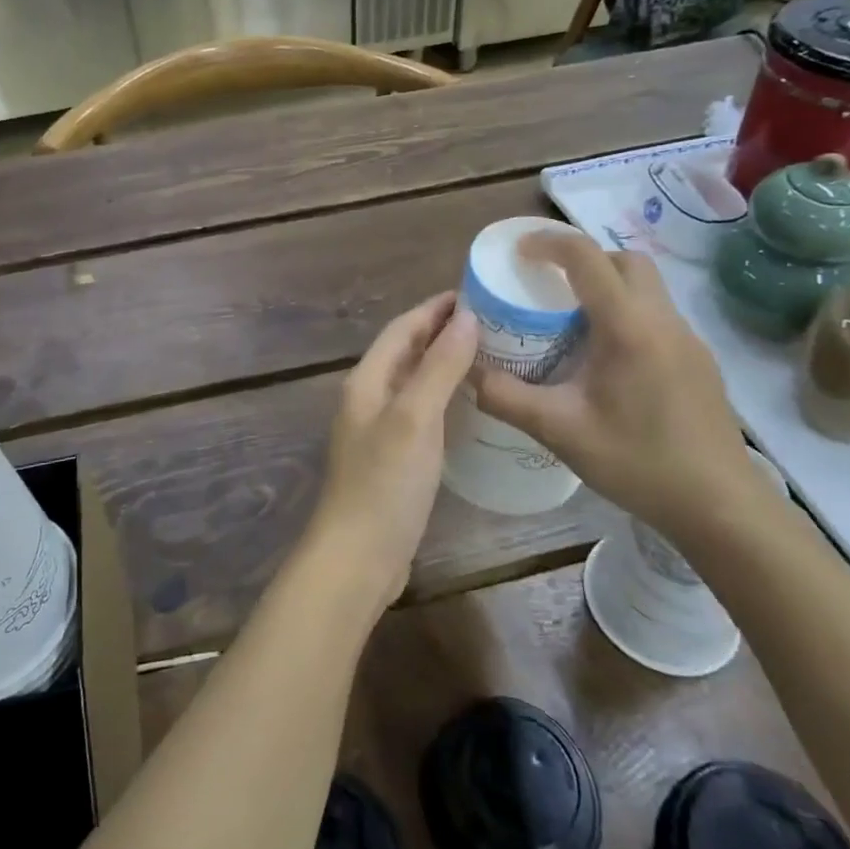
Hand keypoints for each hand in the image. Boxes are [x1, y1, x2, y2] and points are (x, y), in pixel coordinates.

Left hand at [304, 293, 478, 617]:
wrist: (358, 556)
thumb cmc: (385, 482)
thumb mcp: (415, 418)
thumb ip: (440, 367)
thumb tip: (466, 317)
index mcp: (367, 380)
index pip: (402, 328)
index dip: (434, 308)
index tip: (475, 292)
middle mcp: (369, 397)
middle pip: (407, 351)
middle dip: (442, 331)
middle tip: (492, 320)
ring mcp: (380, 428)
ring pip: (414, 380)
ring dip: (445, 362)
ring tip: (489, 353)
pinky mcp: (393, 456)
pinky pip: (421, 410)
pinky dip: (444, 395)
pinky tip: (470, 403)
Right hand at [473, 229, 766, 544]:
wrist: (721, 507)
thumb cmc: (639, 463)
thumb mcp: (560, 431)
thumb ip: (506, 397)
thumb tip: (467, 371)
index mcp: (628, 327)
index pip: (587, 257)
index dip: (548, 242)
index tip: (518, 252)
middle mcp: (663, 320)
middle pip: (624, 260)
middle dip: (583, 259)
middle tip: (548, 285)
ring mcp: (688, 339)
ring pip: (646, 286)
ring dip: (607, 285)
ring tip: (571, 321)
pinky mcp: (699, 360)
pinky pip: (657, 314)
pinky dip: (626, 312)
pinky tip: (607, 358)